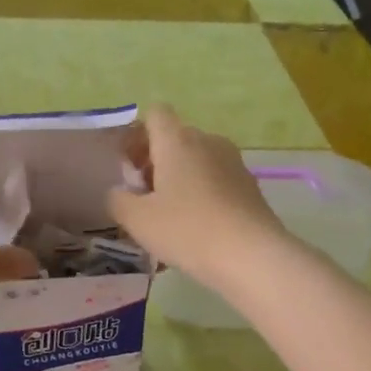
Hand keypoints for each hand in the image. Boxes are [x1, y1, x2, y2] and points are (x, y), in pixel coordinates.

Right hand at [107, 105, 287, 285]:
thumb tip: (118, 192)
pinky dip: (202, 195)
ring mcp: (234, 163)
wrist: (252, 256)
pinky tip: (197, 229)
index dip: (138, 134)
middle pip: (176, 138)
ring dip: (180, 180)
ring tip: (170, 218)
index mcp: (178, 140)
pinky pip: (216, 181)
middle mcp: (208, 141)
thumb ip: (118, 200)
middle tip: (144, 198)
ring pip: (197, 161)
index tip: (130, 166)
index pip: (155, 114)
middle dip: (156, 162)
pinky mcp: (250, 186)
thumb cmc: (187, 230)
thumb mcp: (137, 220)